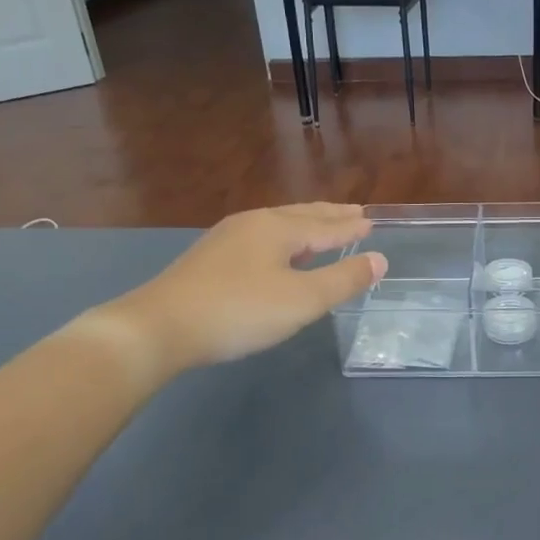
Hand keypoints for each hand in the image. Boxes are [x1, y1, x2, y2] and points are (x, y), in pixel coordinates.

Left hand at [101, 204, 386, 372]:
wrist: (159, 327)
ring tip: (321, 227)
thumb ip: (343, 280)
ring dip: (306, 225)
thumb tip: (380, 259)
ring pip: (278, 225)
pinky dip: (283, 239)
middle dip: (330, 216)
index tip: (371, 221)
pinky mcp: (209, 259)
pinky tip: (277, 253)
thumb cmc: (239, 311)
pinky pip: (260, 238)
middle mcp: (254, 224)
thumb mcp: (302, 300)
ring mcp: (227, 239)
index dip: (350, 227)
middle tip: (354, 213)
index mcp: (278, 229)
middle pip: (301, 216)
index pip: (326, 225)